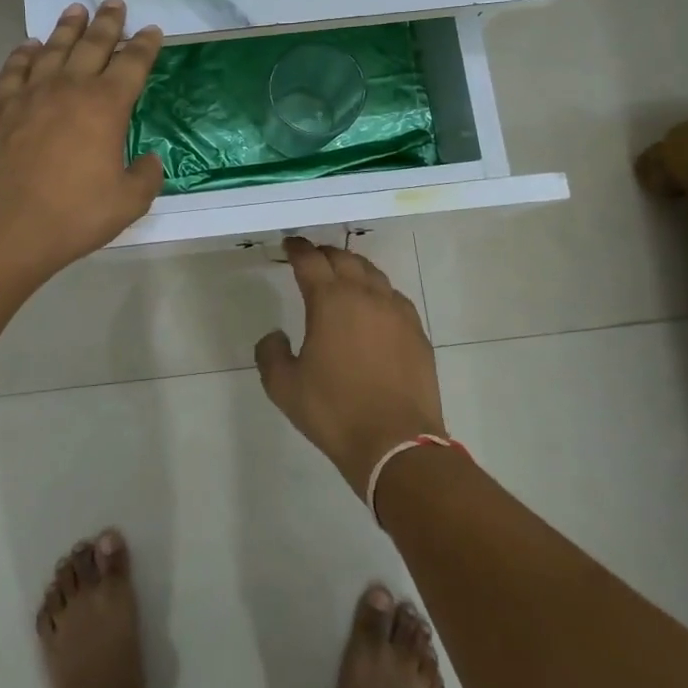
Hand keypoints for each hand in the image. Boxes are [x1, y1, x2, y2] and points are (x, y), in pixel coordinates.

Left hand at [0, 0, 165, 280]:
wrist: (4, 226)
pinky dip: (24, 53)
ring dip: (67, 28)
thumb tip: (149, 160)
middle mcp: (70, 88)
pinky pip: (14, 69)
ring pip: (53, 49)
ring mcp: (31, 94)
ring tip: (75, 10)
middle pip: (93, 44)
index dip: (144, 45)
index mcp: (106, 106)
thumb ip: (145, 176)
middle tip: (114, 2)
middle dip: (107, 22)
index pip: (132, 64)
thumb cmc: (72, 214)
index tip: (151, 29)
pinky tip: (30, 45)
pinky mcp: (0, 107)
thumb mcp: (127, 202)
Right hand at [255, 238, 447, 495]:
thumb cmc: (334, 411)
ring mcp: (396, 311)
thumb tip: (276, 335)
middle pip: (344, 258)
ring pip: (373, 273)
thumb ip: (271, 353)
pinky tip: (374, 306)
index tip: (289, 244)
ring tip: (343, 275)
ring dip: (354, 268)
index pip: (310, 260)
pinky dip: (378, 292)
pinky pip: (394, 297)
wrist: (396, 443)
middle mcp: (365, 295)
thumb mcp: (284, 387)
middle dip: (325, 254)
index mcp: (330, 300)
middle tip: (313, 258)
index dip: (297, 249)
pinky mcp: (417, 331)